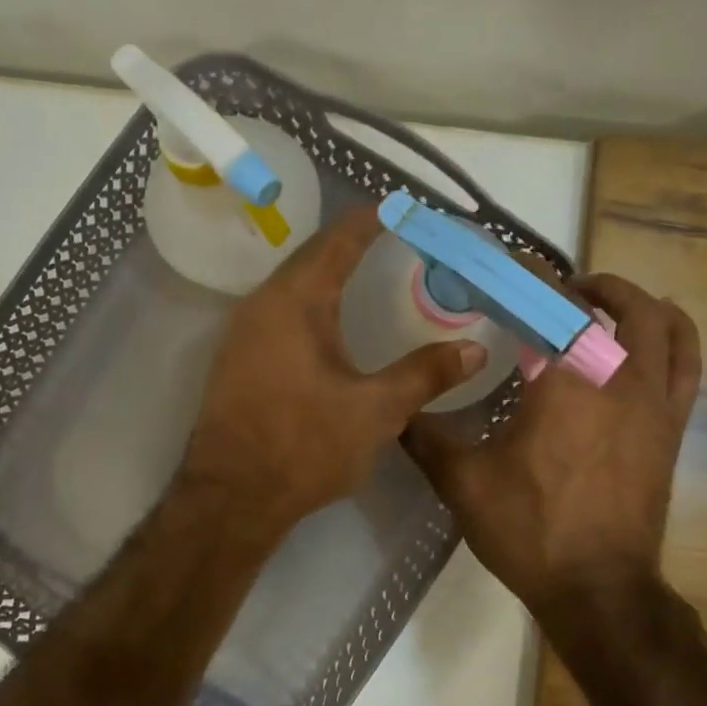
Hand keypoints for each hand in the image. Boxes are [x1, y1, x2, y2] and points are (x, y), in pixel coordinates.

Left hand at [181, 205, 487, 543]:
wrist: (232, 497)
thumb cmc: (305, 446)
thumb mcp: (376, 411)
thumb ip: (425, 374)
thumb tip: (474, 348)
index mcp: (296, 302)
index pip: (339, 241)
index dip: (372, 220)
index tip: (403, 208)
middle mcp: (262, 304)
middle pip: (312, 257)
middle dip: (352, 243)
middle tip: (395, 238)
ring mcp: (243, 332)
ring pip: (292, 285)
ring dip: (328, 273)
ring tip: (367, 272)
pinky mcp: (238, 359)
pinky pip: (280, 311)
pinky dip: (311, 303)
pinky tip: (331, 324)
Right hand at [405, 273, 700, 620]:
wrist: (598, 589)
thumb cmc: (529, 531)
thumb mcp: (462, 482)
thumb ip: (425, 436)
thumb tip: (395, 409)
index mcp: (564, 382)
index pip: (551, 303)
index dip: (529, 273)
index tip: (506, 261)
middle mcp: (619, 378)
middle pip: (618, 304)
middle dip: (586, 286)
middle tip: (553, 292)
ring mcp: (655, 403)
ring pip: (664, 327)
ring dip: (635, 302)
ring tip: (604, 304)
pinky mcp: (672, 428)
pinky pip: (687, 365)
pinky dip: (672, 338)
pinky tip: (647, 343)